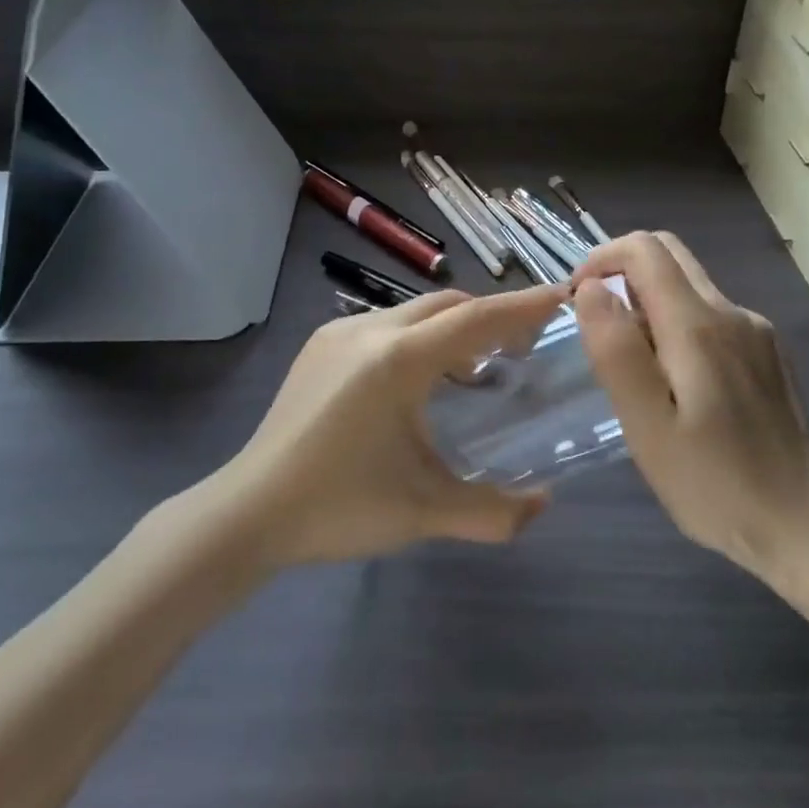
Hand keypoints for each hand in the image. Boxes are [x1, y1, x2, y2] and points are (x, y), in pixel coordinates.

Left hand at [212, 284, 568, 566]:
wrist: (248, 511)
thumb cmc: (339, 507)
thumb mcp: (424, 511)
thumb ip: (493, 512)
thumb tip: (544, 504)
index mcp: (398, 360)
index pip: (476, 319)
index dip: (522, 307)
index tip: (560, 295)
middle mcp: (370, 330)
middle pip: (448, 305)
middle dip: (490, 316)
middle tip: (523, 346)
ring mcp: (339, 332)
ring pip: (415, 312)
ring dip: (452, 328)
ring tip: (474, 369)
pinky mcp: (319, 344)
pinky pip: (385, 324)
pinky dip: (418, 337)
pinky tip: (419, 379)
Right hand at [572, 232, 808, 582]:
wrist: (803, 523)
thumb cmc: (713, 483)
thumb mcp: (648, 426)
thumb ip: (616, 350)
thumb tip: (590, 289)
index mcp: (698, 325)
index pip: (644, 250)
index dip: (602, 259)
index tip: (579, 300)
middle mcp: (731, 312)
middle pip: (669, 254)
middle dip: (623, 272)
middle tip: (601, 326)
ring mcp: (756, 330)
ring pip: (690, 285)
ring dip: (650, 303)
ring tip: (636, 370)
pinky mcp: (768, 351)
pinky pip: (711, 314)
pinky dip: (678, 325)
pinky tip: (678, 384)